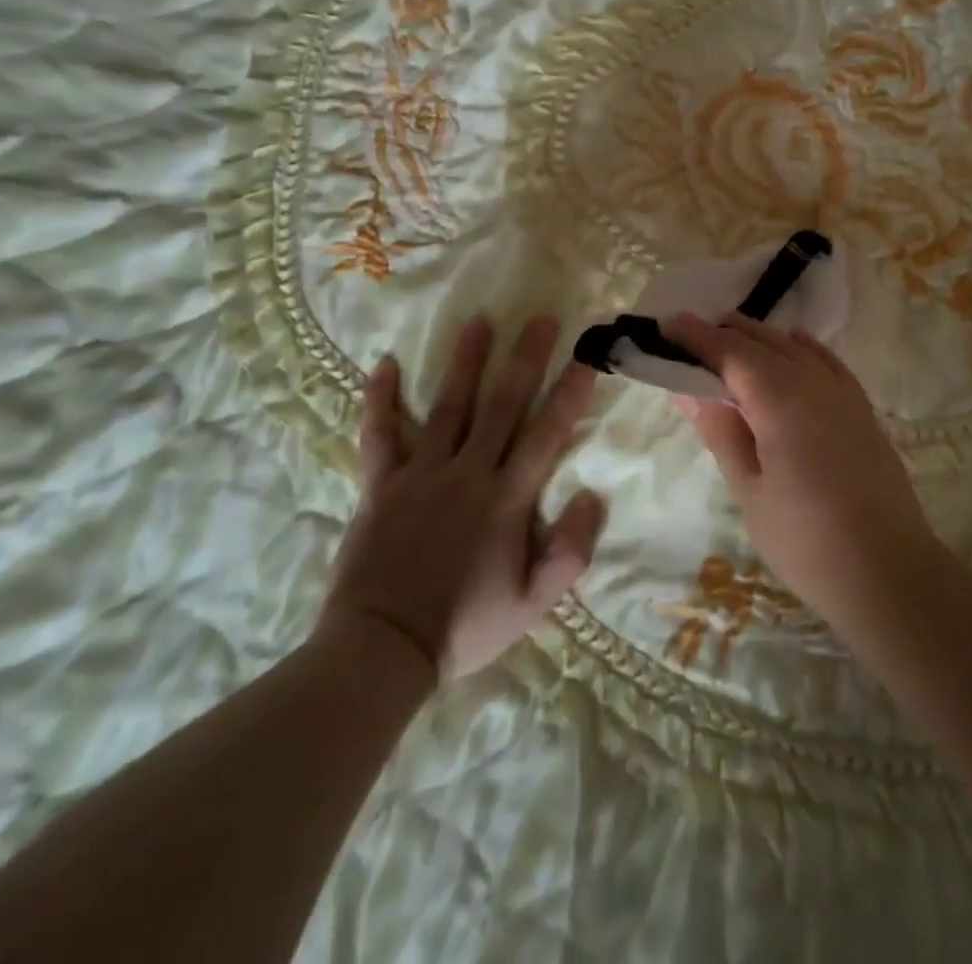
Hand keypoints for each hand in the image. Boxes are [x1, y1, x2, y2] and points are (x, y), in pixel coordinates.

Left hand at [319, 315, 605, 685]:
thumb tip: (592, 495)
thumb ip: (570, 552)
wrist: (381, 651)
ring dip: (465, 362)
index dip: (570, 392)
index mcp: (507, 498)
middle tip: (541, 320)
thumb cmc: (465, 627)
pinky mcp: (381, 486)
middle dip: (525, 360)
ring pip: (448, 407)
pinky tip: (383, 363)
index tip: (587, 356)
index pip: (547, 433)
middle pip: (502, 405)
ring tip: (479, 321)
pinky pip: (379, 434)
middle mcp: (468, 473)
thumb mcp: (533, 604)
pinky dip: (379, 399)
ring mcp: (420, 474)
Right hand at [663, 312, 939, 624]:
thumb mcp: (750, 492)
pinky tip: (793, 345)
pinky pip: (828, 361)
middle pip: (763, 342)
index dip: (698, 336)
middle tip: (690, 332)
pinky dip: (803, 347)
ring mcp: (844, 394)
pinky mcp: (863, 409)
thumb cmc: (806, 541)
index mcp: (780, 401)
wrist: (889, 570)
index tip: (668, 323)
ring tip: (731, 337)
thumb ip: (722, 433)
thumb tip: (691, 391)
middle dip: (725, 332)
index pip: (731, 353)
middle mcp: (814, 384)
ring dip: (760, 337)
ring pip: (795, 348)